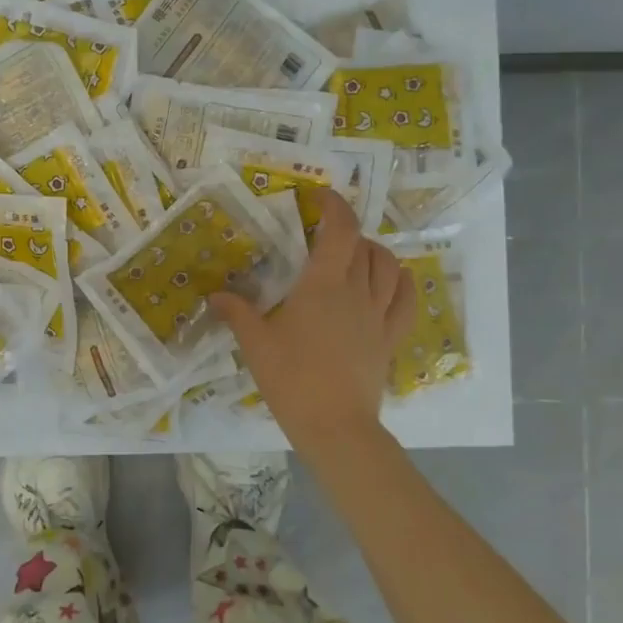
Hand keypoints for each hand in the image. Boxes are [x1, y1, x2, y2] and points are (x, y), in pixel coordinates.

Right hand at [209, 189, 413, 455]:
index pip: (339, 230)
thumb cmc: (291, 379)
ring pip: (389, 267)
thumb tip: (215, 295)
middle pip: (364, 245)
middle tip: (323, 234)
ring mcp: (378, 316)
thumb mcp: (255, 344)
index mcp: (322, 285)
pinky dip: (403, 281)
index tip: (318, 196)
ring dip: (374, 251)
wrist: (334, 427)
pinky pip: (406, 301)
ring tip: (355, 253)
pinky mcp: (389, 339)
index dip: (333, 206)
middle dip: (346, 230)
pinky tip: (394, 279)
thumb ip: (237, 313)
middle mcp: (356, 292)